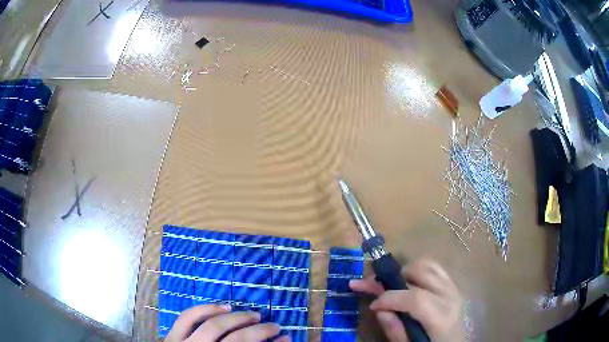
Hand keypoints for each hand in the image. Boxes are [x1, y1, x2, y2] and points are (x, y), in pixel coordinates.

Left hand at [165, 304, 289, 341]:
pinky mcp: (172, 337)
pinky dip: (206, 309)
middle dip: (259, 331)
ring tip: (254, 314)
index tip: (286, 337)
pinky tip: (224, 307)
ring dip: (237, 318)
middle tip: (274, 326)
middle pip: (236, 340)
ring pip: (213, 326)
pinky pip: (187, 317)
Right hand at [350, 259, 464, 341]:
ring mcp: (453, 287)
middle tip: (374, 287)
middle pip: (420, 272)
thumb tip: (379, 309)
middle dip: (393, 277)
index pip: (415, 298)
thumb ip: (395, 330)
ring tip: (391, 285)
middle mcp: (450, 296)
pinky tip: (408, 282)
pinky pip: (434, 268)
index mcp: (441, 317)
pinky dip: (418, 270)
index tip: (372, 305)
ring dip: (405, 271)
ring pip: (427, 264)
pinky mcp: (452, 284)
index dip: (389, 298)